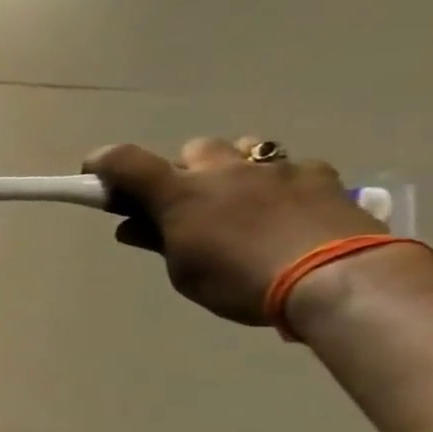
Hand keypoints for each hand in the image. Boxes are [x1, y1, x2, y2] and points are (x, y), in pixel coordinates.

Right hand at [84, 137, 386, 324]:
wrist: (338, 279)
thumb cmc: (241, 282)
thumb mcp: (185, 272)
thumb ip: (160, 242)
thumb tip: (133, 227)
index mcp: (179, 193)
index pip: (123, 161)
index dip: (102, 163)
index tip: (95, 175)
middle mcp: (223, 170)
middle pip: (192, 150)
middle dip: (185, 170)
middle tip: (189, 202)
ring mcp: (275, 168)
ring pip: (244, 150)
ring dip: (234, 169)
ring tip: (244, 201)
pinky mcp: (321, 175)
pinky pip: (292, 167)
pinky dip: (282, 183)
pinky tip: (291, 210)